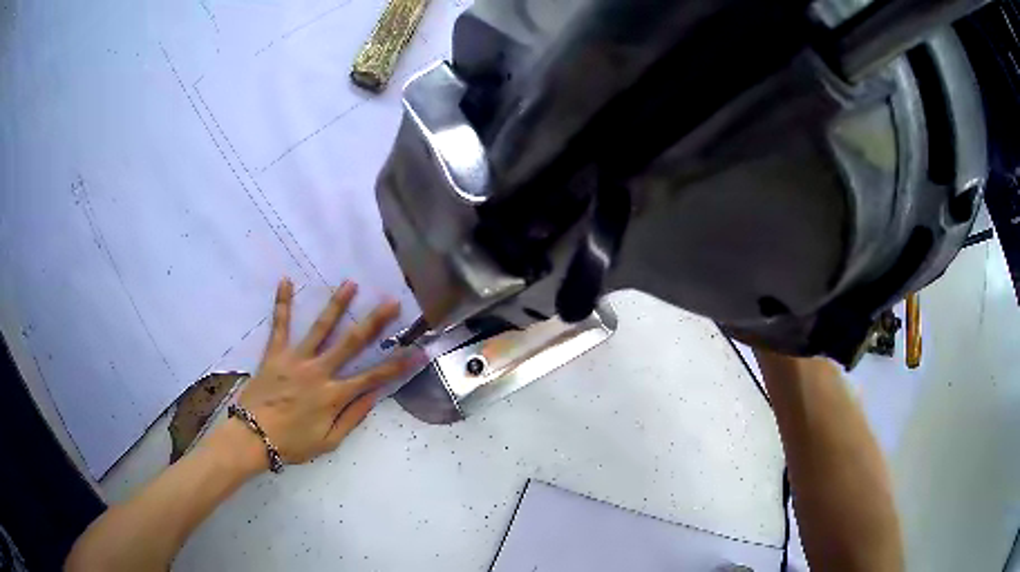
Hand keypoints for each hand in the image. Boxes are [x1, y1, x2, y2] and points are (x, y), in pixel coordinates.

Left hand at [234, 278, 420, 468]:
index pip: (373, 377)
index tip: (417, 351)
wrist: (252, 437)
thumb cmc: (291, 443)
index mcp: (333, 396)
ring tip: (351, 283)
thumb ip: (352, 419)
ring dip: (337, 304)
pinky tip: (286, 280)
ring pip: (320, 327)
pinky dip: (282, 302)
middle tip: (392, 302)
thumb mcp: (328, 442)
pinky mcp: (274, 353)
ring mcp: (296, 359)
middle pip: (351, 343)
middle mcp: (318, 372)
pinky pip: (280, 324)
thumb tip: (374, 397)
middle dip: (375, 322)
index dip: (398, 365)